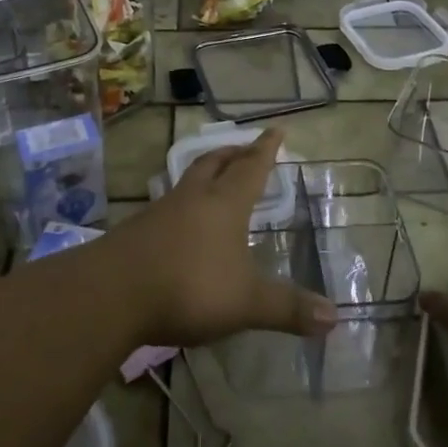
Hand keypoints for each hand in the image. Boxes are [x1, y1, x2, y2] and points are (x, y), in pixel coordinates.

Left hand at [108, 129, 337, 347]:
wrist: (112, 293)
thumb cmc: (189, 286)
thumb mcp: (246, 303)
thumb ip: (287, 309)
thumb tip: (335, 318)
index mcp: (224, 204)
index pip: (251, 168)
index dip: (266, 149)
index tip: (276, 129)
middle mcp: (193, 198)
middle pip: (214, 163)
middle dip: (232, 154)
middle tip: (244, 150)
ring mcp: (161, 211)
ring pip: (188, 181)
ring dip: (205, 174)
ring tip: (214, 180)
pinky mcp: (137, 231)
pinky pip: (168, 206)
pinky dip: (183, 204)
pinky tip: (182, 223)